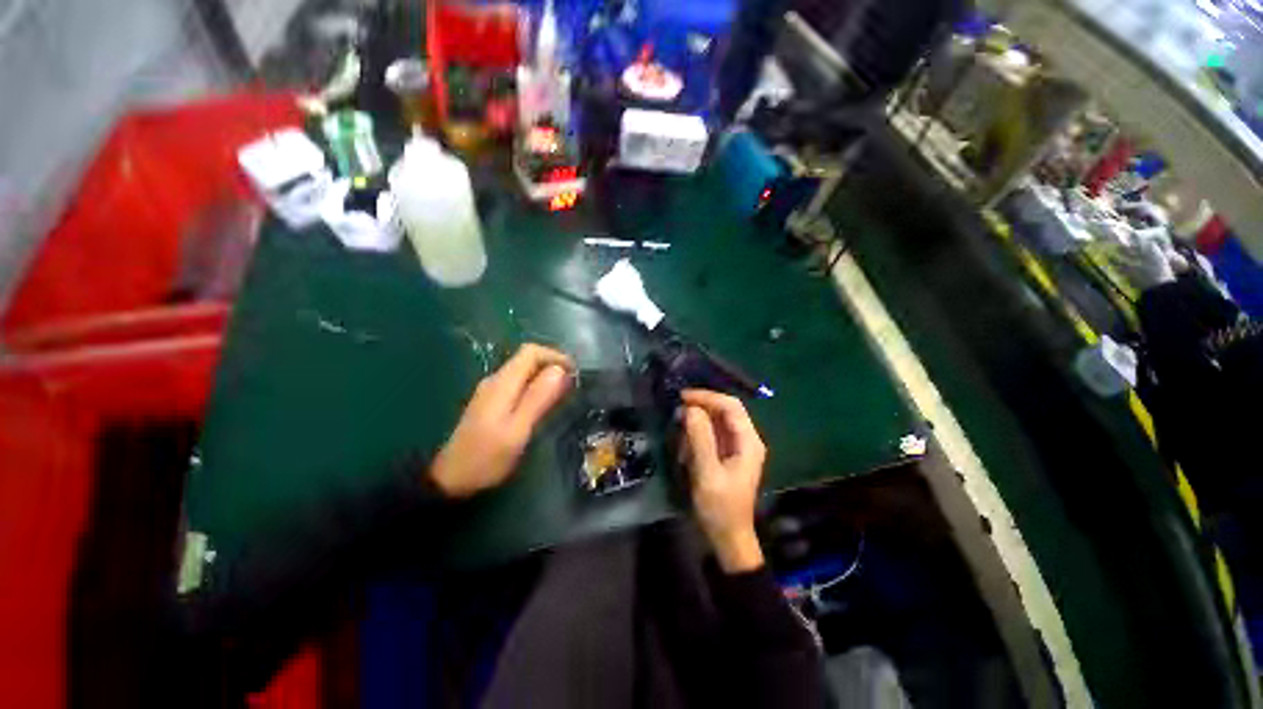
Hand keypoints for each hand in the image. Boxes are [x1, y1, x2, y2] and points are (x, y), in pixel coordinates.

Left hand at [431, 344, 573, 497]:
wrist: (450, 479)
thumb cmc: (487, 457)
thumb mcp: (517, 430)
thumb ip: (538, 398)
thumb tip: (559, 370)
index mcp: (502, 383)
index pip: (530, 352)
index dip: (555, 356)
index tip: (574, 372)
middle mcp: (495, 380)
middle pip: (527, 358)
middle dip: (552, 365)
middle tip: (573, 384)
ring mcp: (491, 391)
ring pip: (523, 371)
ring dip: (545, 376)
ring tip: (563, 393)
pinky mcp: (490, 402)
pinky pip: (518, 383)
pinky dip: (535, 386)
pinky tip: (543, 403)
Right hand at [680, 389, 767, 572]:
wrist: (727, 537)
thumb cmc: (720, 507)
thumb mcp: (708, 473)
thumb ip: (700, 439)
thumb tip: (691, 409)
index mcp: (748, 442)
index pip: (731, 406)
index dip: (707, 397)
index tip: (683, 397)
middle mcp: (745, 440)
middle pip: (723, 411)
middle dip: (700, 409)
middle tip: (677, 415)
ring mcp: (735, 447)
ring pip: (714, 422)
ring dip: (695, 426)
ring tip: (681, 442)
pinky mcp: (725, 455)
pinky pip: (709, 436)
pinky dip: (696, 438)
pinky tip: (685, 452)